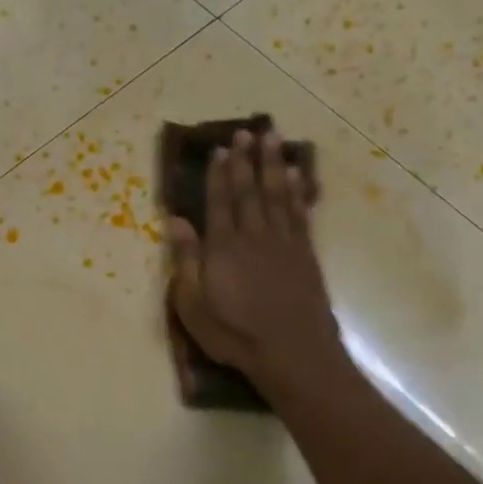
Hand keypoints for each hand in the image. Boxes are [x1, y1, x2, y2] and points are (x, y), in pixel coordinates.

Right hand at [168, 129, 345, 398]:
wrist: (293, 352)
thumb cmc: (235, 335)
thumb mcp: (194, 305)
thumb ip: (186, 261)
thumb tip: (176, 221)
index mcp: (223, 247)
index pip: (219, 202)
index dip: (218, 175)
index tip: (219, 149)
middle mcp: (254, 236)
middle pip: (249, 190)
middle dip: (246, 160)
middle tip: (247, 131)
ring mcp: (284, 243)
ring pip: (277, 194)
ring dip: (273, 164)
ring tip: (273, 138)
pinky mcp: (306, 254)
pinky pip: (300, 213)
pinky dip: (297, 191)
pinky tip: (296, 176)